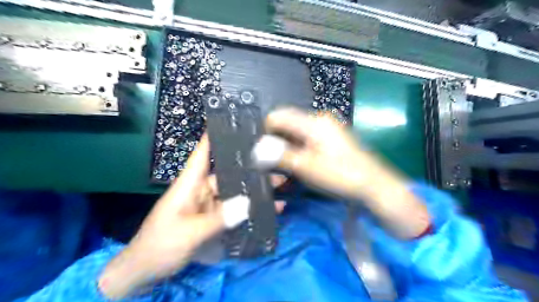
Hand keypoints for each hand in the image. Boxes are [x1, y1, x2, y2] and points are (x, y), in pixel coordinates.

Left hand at [100, 135, 287, 299]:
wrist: (146, 272)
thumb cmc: (160, 245)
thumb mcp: (189, 233)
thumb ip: (219, 219)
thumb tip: (248, 203)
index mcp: (189, 184)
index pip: (202, 154)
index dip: (214, 137)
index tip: (233, 124)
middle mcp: (201, 190)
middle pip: (228, 174)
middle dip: (251, 170)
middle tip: (276, 166)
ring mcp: (209, 205)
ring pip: (235, 193)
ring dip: (254, 191)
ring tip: (280, 187)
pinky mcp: (214, 219)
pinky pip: (235, 211)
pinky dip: (250, 210)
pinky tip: (269, 210)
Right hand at [260, 108, 374, 200]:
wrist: (374, 184)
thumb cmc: (341, 175)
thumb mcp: (307, 167)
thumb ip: (280, 156)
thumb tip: (258, 150)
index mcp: (313, 122)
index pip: (277, 117)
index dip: (266, 134)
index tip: (263, 154)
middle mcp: (318, 120)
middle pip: (286, 126)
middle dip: (276, 146)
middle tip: (272, 168)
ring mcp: (325, 129)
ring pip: (295, 136)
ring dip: (286, 152)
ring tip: (284, 173)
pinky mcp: (330, 139)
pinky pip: (305, 141)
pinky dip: (298, 153)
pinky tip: (298, 167)